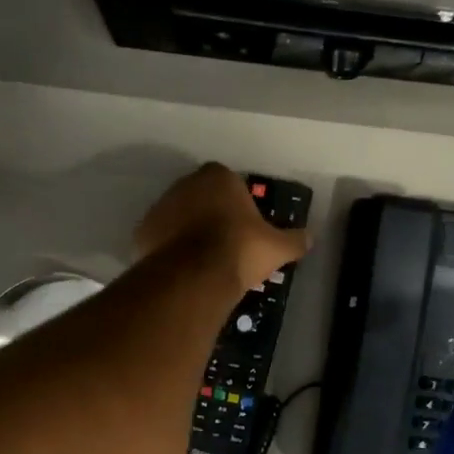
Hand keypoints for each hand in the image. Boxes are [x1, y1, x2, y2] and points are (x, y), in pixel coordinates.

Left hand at [134, 163, 310, 292]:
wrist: (194, 276)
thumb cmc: (240, 249)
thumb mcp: (277, 247)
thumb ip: (294, 240)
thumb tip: (310, 238)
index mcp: (218, 176)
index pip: (230, 181)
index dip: (238, 202)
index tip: (244, 224)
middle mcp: (185, 183)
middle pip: (201, 195)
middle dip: (211, 213)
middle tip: (225, 242)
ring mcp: (160, 206)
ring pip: (179, 215)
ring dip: (188, 229)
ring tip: (203, 259)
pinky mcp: (143, 231)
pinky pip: (161, 236)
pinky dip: (170, 248)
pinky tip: (183, 268)